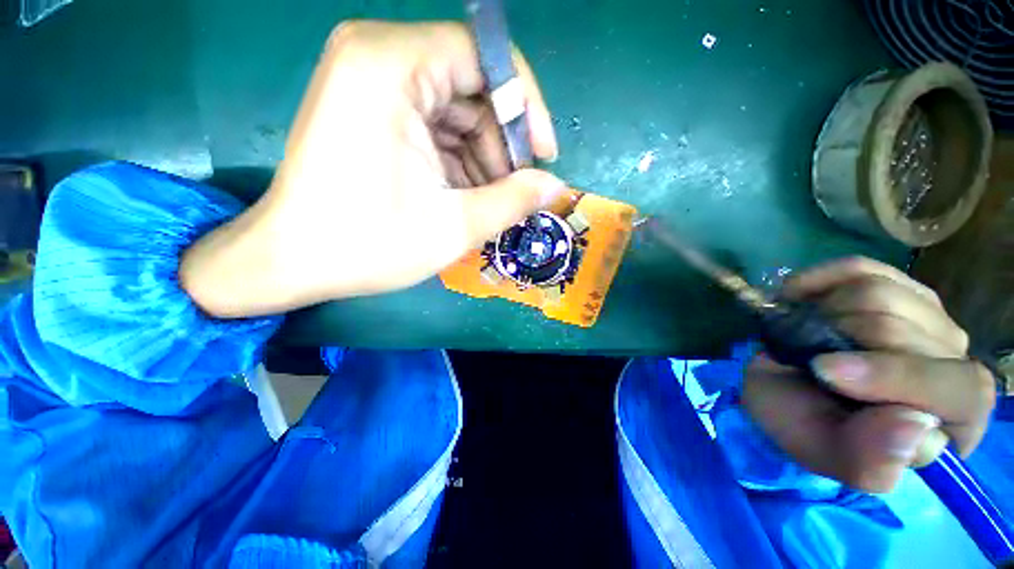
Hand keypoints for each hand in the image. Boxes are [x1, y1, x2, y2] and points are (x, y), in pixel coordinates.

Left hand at [181, 21, 563, 316]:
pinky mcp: (370, 109)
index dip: (525, 105)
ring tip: (488, 202)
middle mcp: (378, 57)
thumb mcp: (453, 227)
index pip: (486, 57)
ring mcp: (370, 81)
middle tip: (514, 191)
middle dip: (501, 143)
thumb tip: (556, 185)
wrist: (292, 260)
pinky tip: (462, 195)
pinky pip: (434, 124)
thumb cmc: (366, 245)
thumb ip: (513, 202)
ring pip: (456, 110)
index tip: (543, 156)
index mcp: (391, 65)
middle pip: (471, 86)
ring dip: (481, 157)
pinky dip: (457, 159)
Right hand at [742, 257, 995, 492]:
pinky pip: (858, 267)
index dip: (897, 376)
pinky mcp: (892, 286)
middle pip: (908, 332)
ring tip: (804, 335)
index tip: (824, 370)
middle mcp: (954, 364)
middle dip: (839, 343)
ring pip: (881, 293)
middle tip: (804, 358)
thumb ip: (871, 462)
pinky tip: (798, 297)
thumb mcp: (827, 453)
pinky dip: (817, 280)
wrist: (780, 388)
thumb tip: (915, 426)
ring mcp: (927, 317)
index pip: (962, 390)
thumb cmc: (805, 424)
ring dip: (823, 314)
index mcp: (952, 422)